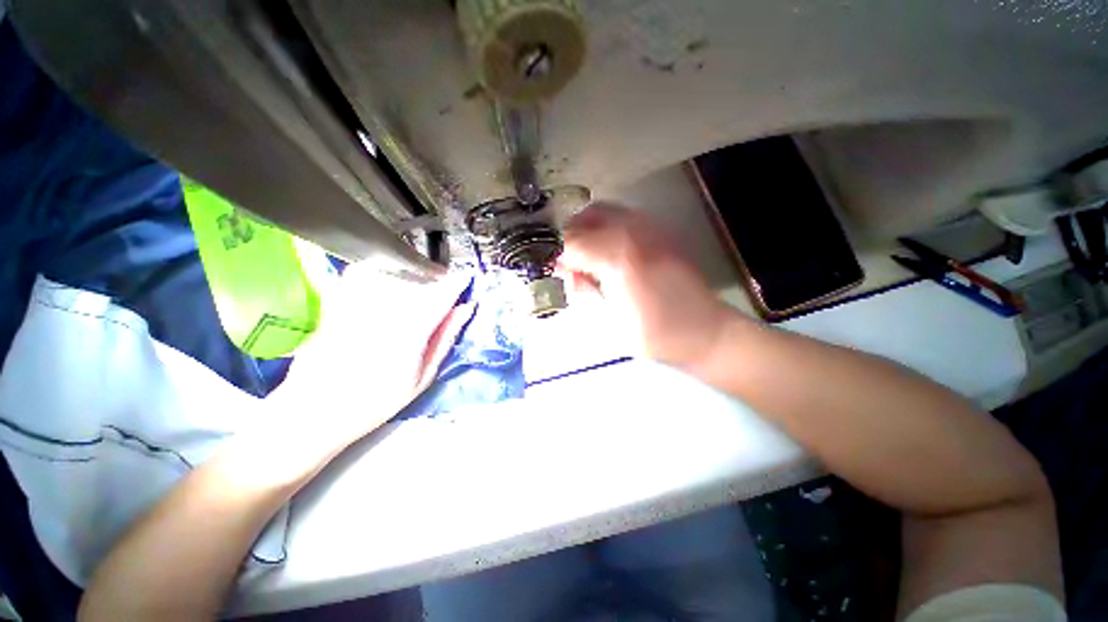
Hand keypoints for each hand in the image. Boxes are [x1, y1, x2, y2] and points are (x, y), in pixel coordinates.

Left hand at [265, 263, 474, 455]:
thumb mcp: (422, 377)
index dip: (456, 284)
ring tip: (418, 283)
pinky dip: (378, 272)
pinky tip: (385, 282)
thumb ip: (444, 338)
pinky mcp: (336, 302)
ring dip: (411, 273)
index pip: (440, 296)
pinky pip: (360, 274)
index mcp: (410, 333)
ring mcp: (358, 305)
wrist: (314, 411)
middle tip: (445, 283)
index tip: (466, 277)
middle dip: (436, 277)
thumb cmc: (376, 401)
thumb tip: (465, 309)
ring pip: (391, 272)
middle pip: (417, 279)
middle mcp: (384, 312)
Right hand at [559, 203, 733, 371]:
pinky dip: (605, 228)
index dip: (555, 255)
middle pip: (585, 218)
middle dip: (569, 240)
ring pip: (603, 211)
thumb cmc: (655, 336)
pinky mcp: (660, 231)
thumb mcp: (608, 322)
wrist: (706, 333)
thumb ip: (583, 290)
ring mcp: (650, 227)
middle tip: (568, 265)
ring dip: (586, 230)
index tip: (552, 271)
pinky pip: (622, 217)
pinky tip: (608, 253)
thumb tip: (567, 270)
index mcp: (618, 257)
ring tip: (586, 258)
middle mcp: (633, 232)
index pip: (571, 242)